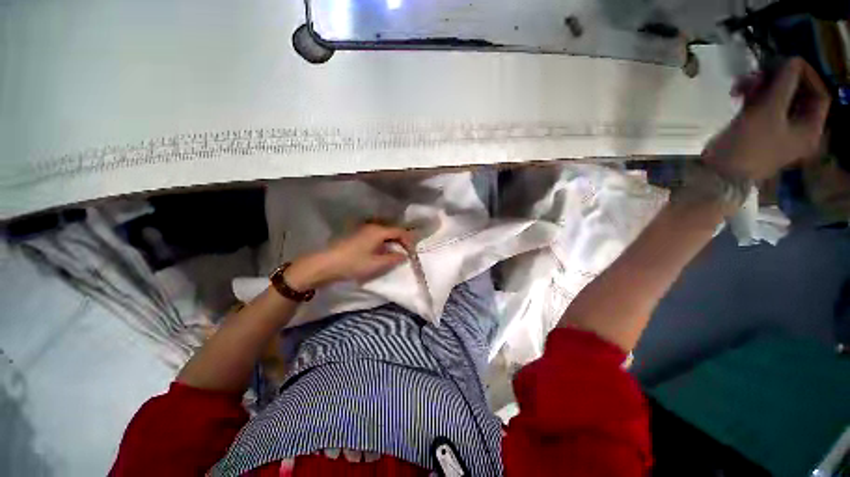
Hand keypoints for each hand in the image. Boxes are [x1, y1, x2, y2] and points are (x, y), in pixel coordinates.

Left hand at [284, 223, 413, 290]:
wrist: (325, 264)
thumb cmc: (353, 263)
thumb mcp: (376, 264)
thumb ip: (393, 259)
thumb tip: (404, 255)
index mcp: (378, 231)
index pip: (399, 231)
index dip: (409, 240)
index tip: (413, 251)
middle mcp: (372, 226)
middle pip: (392, 230)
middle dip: (401, 240)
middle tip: (408, 252)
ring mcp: (363, 230)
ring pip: (384, 233)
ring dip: (392, 242)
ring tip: (397, 253)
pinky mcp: (357, 235)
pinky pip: (376, 236)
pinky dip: (383, 243)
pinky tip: (382, 252)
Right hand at [702, 57, 830, 180]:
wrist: (719, 172)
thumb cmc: (749, 145)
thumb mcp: (769, 111)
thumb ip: (785, 83)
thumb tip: (793, 60)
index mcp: (809, 129)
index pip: (818, 95)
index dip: (806, 75)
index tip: (786, 63)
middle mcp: (797, 129)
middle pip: (795, 95)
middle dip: (777, 80)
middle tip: (758, 72)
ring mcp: (776, 129)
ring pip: (775, 98)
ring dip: (760, 86)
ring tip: (741, 83)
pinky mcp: (756, 129)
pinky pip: (760, 106)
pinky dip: (751, 96)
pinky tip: (736, 92)